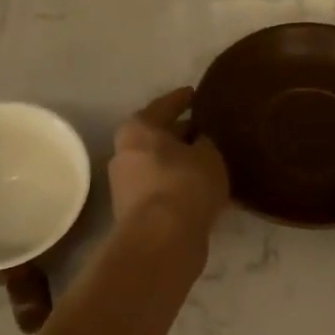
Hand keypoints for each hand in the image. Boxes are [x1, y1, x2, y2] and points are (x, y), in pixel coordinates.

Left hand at [109, 87, 229, 239]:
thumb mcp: (208, 156)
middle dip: (181, 134)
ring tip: (208, 162)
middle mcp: (125, 152)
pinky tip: (200, 189)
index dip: (183, 99)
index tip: (196, 94)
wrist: (162, 240)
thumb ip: (205, 143)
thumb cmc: (185, 184)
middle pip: (158, 137)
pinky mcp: (134, 212)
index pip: (165, 105)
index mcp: (138, 128)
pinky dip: (177, 186)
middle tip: (207, 130)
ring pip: (159, 165)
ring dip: (180, 163)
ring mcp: (126, 185)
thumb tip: (199, 143)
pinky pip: (161, 189)